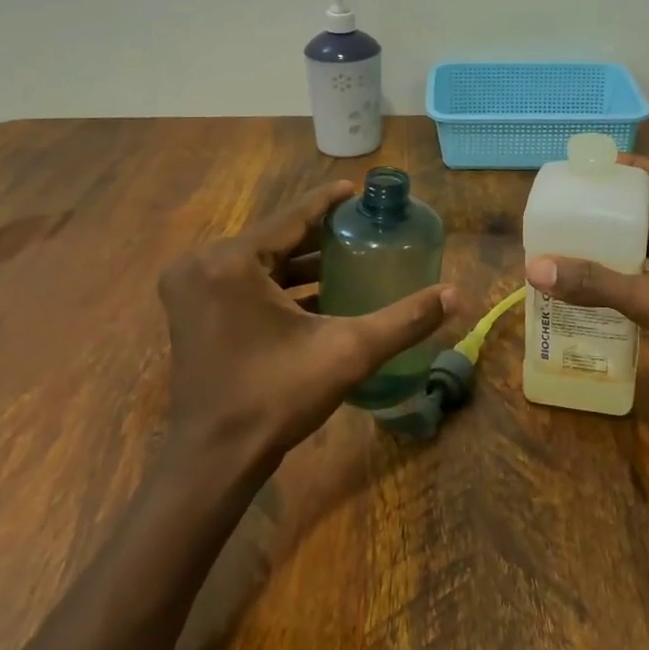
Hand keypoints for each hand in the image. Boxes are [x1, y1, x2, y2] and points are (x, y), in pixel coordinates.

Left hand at [159, 182, 458, 466]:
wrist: (215, 459)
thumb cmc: (276, 398)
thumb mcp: (347, 353)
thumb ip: (404, 320)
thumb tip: (457, 295)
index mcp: (231, 262)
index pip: (291, 218)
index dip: (328, 202)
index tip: (357, 190)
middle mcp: (203, 265)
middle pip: (274, 238)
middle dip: (319, 235)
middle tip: (362, 228)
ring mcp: (191, 290)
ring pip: (258, 262)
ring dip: (300, 261)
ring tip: (348, 257)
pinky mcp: (192, 312)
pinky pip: (243, 283)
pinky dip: (278, 285)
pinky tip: (318, 293)